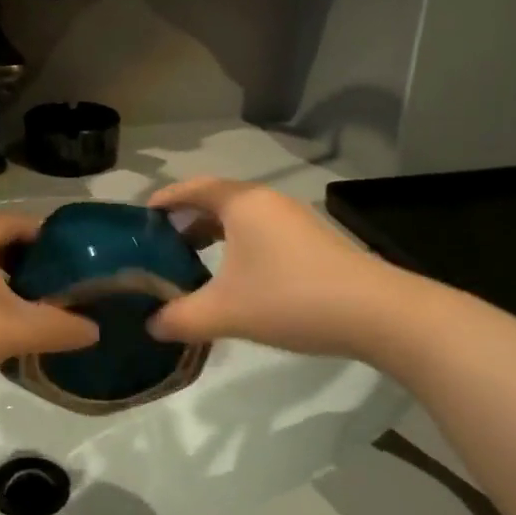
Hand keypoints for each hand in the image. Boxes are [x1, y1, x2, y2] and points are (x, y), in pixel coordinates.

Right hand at [145, 178, 405, 357]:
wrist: (376, 314)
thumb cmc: (290, 299)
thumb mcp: (225, 312)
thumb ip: (180, 317)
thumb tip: (151, 326)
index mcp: (241, 203)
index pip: (192, 188)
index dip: (163, 200)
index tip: (139, 219)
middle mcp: (267, 202)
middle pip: (214, 200)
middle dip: (184, 220)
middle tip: (158, 246)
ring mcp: (293, 220)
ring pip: (239, 218)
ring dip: (211, 235)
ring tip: (190, 262)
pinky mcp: (311, 242)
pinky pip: (259, 233)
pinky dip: (236, 246)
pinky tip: (232, 279)